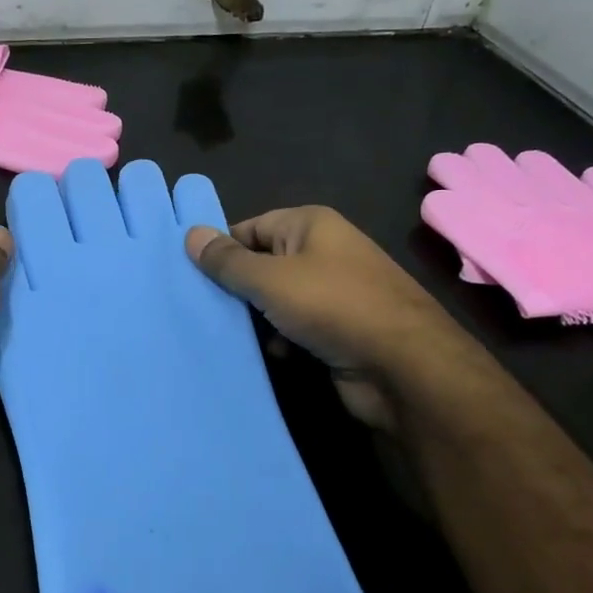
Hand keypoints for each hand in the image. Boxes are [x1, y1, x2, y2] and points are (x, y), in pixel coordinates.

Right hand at [184, 207, 471, 429]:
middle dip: (234, 287)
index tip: (188, 276)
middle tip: (197, 307)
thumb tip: (190, 233)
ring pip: (275, 299)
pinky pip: (294, 326)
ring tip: (224, 333)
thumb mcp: (270, 279)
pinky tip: (268, 353)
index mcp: (310, 225)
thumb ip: (227, 261)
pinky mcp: (337, 329)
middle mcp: (323, 252)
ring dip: (254, 318)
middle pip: (262, 263)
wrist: (404, 367)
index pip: (250, 227)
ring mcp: (333, 292)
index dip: (221, 249)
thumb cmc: (333, 307)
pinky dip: (279, 339)